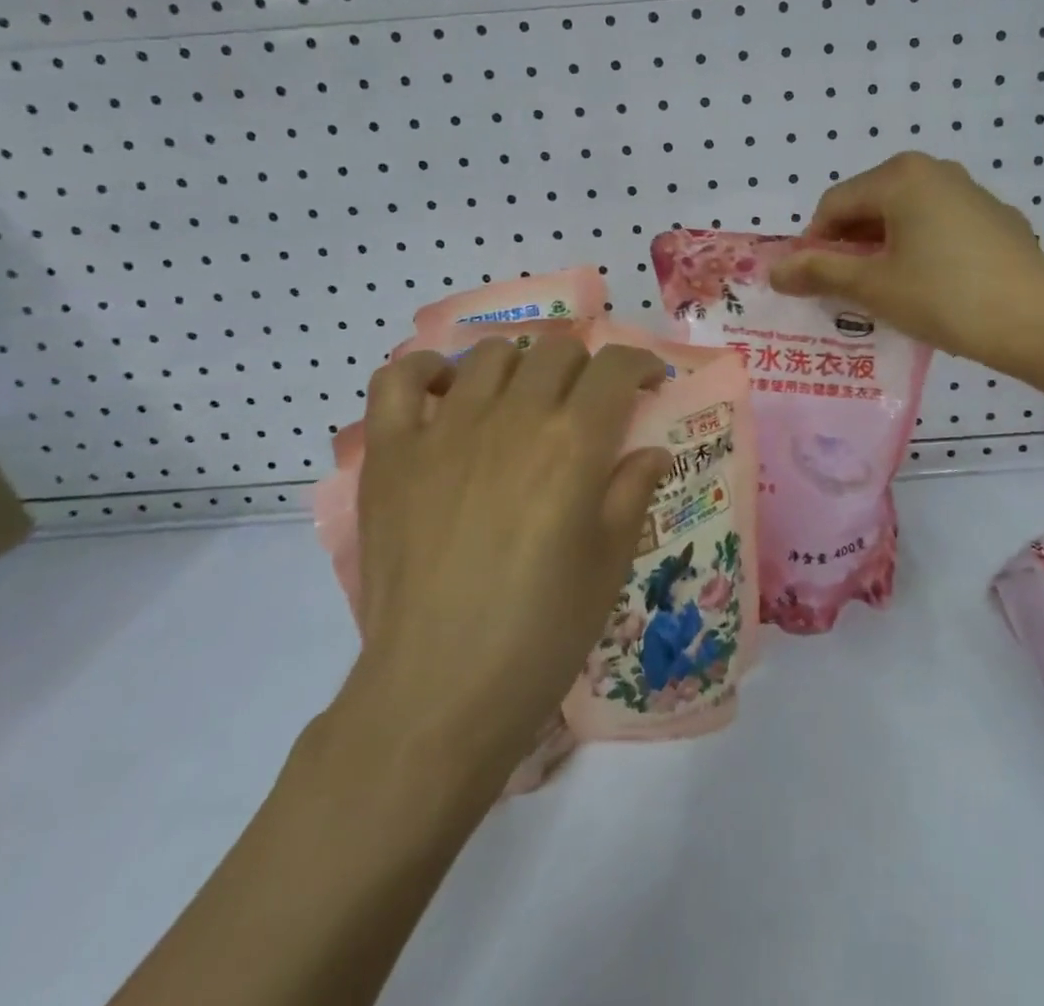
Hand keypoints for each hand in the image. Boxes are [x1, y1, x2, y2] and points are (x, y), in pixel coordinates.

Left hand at [344, 335, 669, 774]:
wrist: (438, 691)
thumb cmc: (541, 632)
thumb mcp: (609, 563)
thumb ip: (632, 492)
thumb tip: (651, 451)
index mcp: (574, 442)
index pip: (616, 368)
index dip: (642, 364)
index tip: (651, 382)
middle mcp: (513, 417)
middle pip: (557, 350)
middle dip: (586, 366)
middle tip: (589, 403)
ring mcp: (445, 430)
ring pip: (490, 355)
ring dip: (521, 366)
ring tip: (525, 399)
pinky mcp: (392, 453)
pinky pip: (398, 380)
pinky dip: (427, 371)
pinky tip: (448, 392)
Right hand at [770, 152, 1043, 372]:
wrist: (1040, 321)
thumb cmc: (946, 297)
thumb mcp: (874, 287)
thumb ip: (819, 273)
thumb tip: (774, 271)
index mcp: (901, 176)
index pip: (834, 204)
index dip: (813, 244)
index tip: (812, 284)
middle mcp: (935, 171)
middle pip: (870, 205)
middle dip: (849, 247)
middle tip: (845, 293)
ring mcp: (970, 193)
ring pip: (905, 217)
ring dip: (883, 251)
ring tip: (884, 295)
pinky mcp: (995, 219)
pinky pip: (938, 228)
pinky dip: (919, 251)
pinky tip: (930, 289)